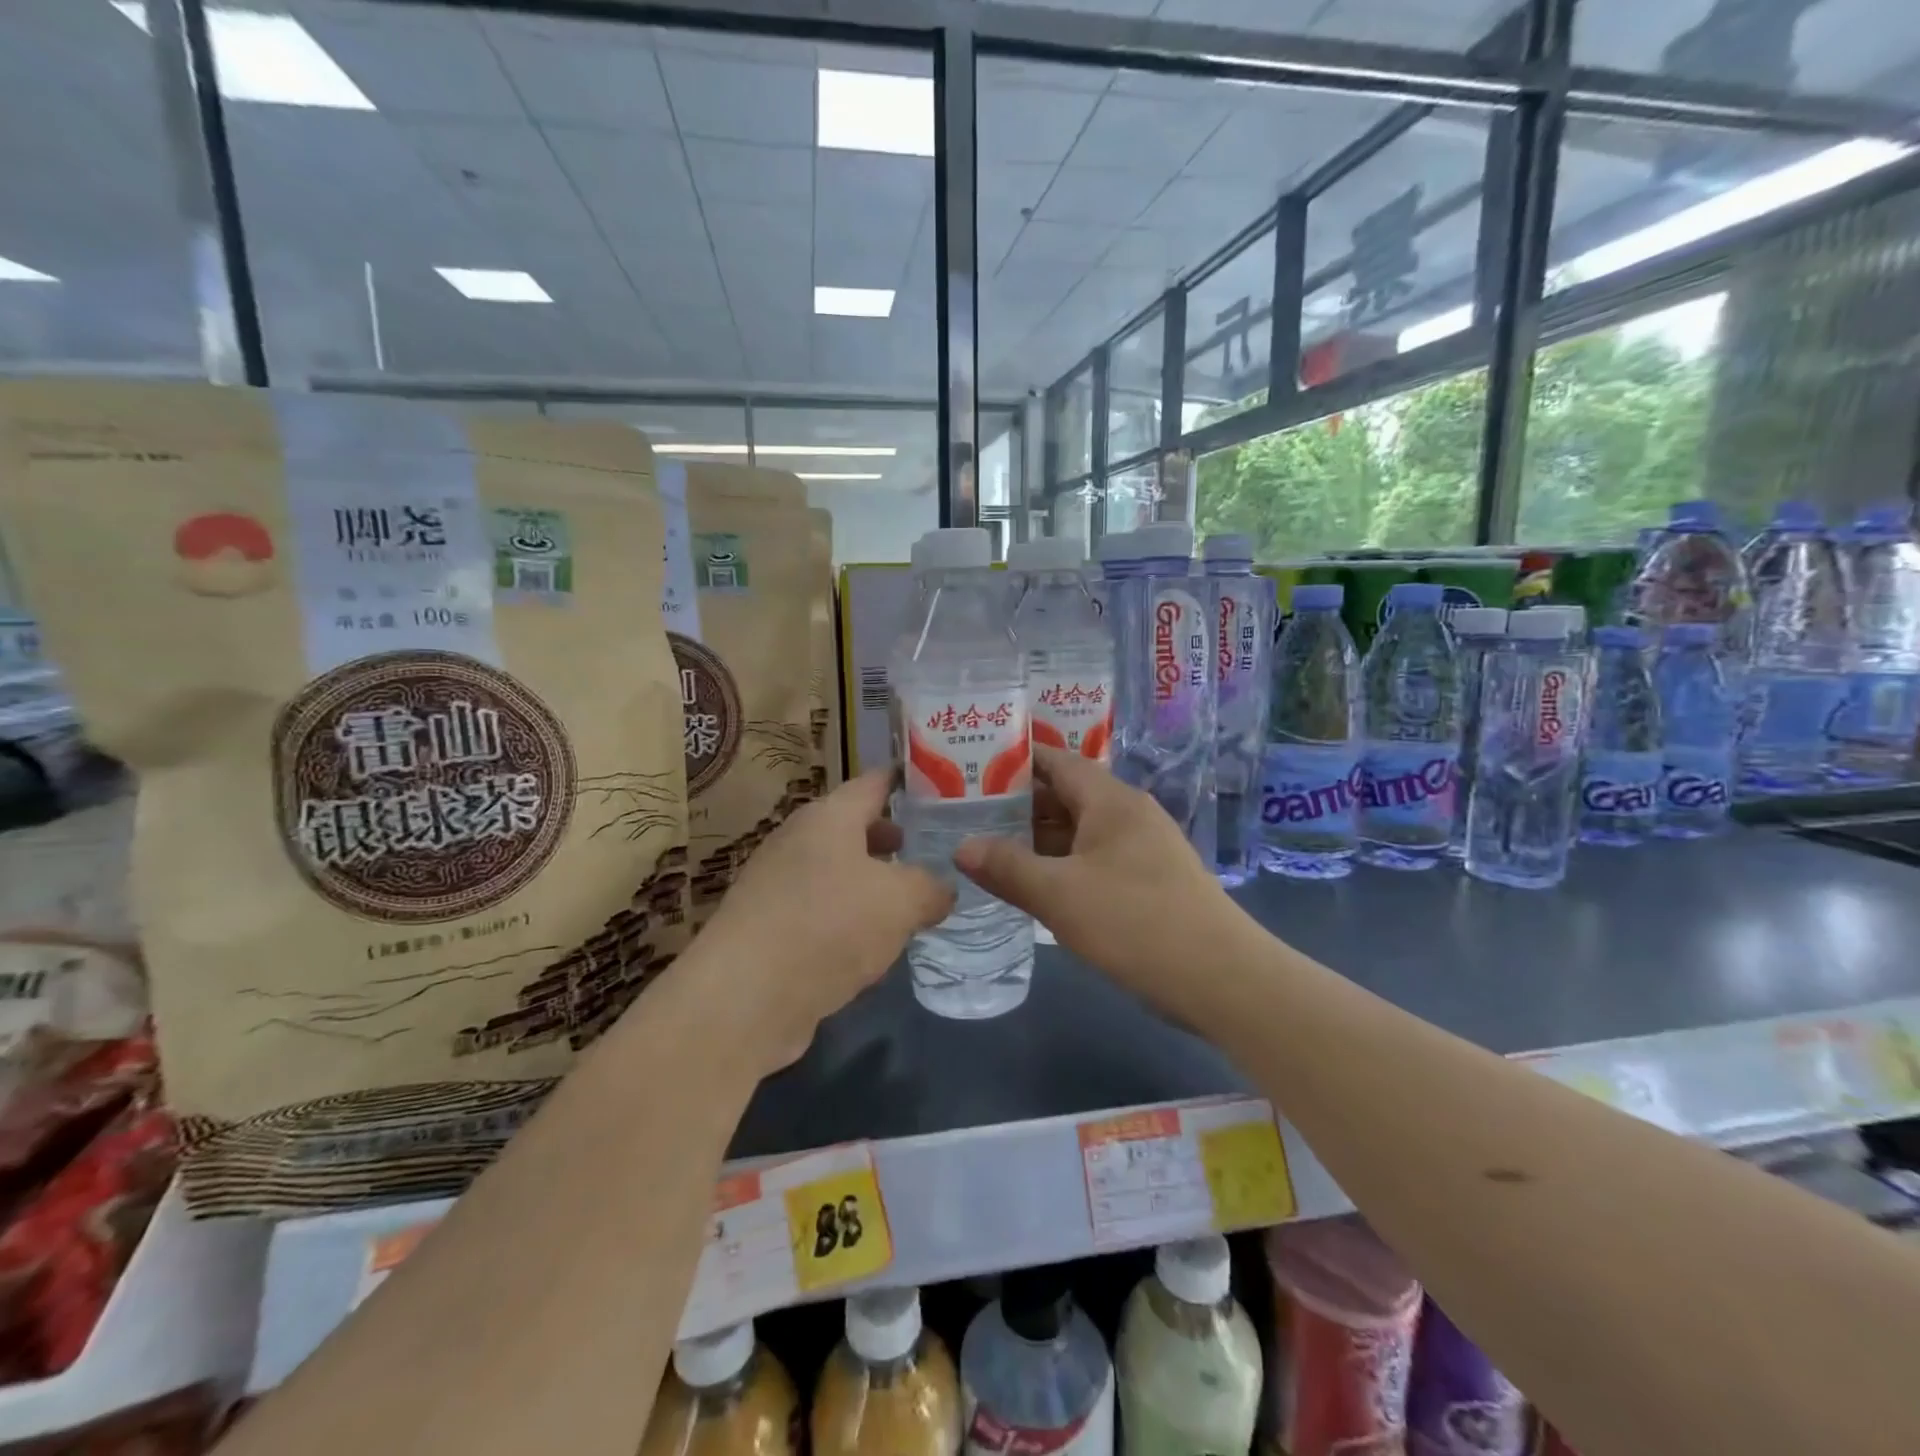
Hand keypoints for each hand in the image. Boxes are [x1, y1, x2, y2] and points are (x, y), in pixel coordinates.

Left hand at [695, 769, 952, 1069]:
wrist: (745, 999)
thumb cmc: (829, 925)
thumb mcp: (901, 901)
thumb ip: (930, 887)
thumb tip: (942, 889)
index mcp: (828, 817)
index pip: (874, 782)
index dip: (907, 780)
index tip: (939, 784)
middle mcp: (799, 841)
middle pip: (853, 828)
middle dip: (892, 838)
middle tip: (932, 848)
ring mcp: (778, 886)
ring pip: (838, 873)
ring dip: (872, 884)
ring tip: (911, 901)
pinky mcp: (770, 930)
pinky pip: (822, 913)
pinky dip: (849, 921)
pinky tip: (873, 947)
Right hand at [954, 747, 1247, 1020]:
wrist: (1222, 979)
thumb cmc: (1134, 922)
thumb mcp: (1059, 895)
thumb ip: (1007, 867)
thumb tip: (961, 847)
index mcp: (1110, 800)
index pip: (1056, 761)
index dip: (1014, 761)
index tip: (971, 767)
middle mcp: (1129, 814)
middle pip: (1066, 795)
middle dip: (1019, 805)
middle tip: (968, 814)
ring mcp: (1143, 848)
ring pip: (1081, 831)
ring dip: (1039, 839)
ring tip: (990, 848)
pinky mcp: (1150, 880)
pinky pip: (1095, 858)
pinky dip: (1063, 864)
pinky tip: (1035, 884)